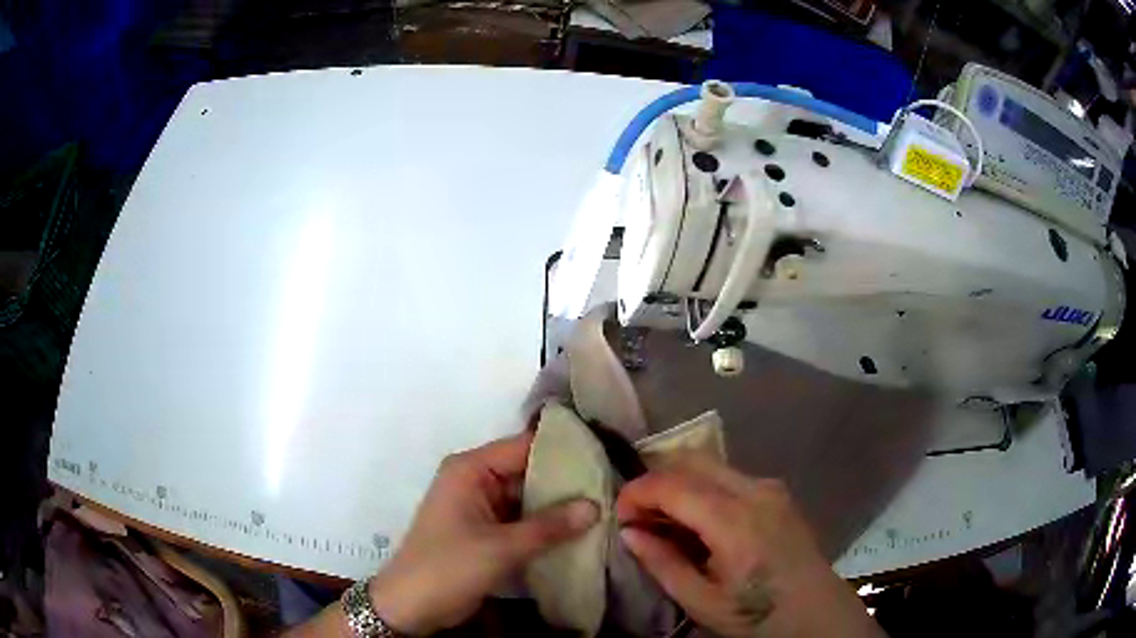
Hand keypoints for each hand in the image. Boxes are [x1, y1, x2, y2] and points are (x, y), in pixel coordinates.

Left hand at [368, 432, 598, 634]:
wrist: (411, 606)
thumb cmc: (448, 567)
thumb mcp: (500, 548)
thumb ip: (549, 526)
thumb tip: (596, 505)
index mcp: (470, 469)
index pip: (524, 447)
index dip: (563, 451)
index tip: (605, 456)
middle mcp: (476, 480)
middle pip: (528, 472)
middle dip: (566, 482)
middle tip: (612, 486)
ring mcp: (481, 507)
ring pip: (528, 498)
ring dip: (559, 507)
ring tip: (606, 507)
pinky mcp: (486, 531)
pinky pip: (522, 520)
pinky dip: (546, 526)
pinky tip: (580, 530)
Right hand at [616, 455, 881, 637]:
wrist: (816, 612)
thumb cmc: (757, 614)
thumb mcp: (701, 601)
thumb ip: (663, 563)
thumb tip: (629, 532)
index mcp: (734, 521)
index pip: (672, 484)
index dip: (636, 493)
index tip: (619, 517)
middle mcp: (754, 490)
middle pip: (691, 460)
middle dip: (655, 480)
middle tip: (638, 515)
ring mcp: (770, 487)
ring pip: (711, 464)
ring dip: (679, 482)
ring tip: (666, 520)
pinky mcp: (778, 492)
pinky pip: (730, 476)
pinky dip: (703, 488)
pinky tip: (700, 521)